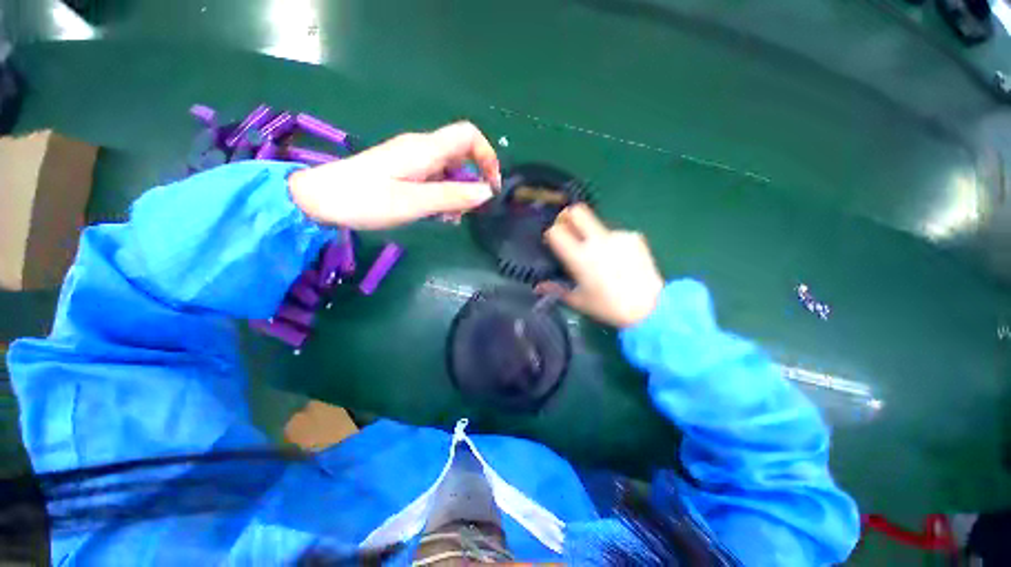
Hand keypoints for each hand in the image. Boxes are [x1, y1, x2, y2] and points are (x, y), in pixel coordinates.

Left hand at [288, 121, 500, 229]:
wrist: (320, 200)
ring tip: (449, 218)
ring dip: (458, 193)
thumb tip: (487, 192)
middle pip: (462, 155)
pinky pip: (435, 180)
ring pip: (449, 171)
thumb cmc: (365, 200)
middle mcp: (422, 150)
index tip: (491, 186)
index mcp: (425, 149)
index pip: (469, 135)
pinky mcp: (404, 172)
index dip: (487, 156)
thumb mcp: (414, 202)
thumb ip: (453, 196)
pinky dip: (443, 196)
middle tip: (468, 210)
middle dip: (473, 181)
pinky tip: (438, 215)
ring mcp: (412, 161)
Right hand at [537, 204, 663, 327]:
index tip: (553, 240)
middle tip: (569, 229)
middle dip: (569, 216)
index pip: (556, 231)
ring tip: (601, 256)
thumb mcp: (579, 301)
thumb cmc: (608, 306)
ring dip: (593, 235)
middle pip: (578, 212)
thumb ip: (556, 290)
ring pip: (597, 225)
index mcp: (580, 257)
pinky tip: (619, 259)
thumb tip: (538, 287)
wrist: (650, 307)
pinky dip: (612, 242)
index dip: (552, 232)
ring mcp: (617, 236)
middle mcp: (597, 241)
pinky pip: (615, 234)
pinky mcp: (634, 236)